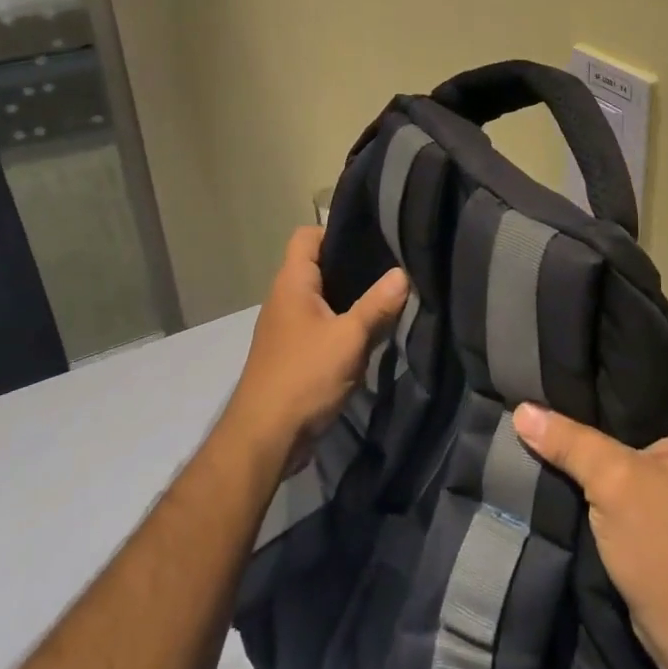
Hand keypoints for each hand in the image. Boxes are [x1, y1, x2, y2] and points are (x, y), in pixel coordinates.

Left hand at [222, 227, 409, 469]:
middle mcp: (285, 299)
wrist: (264, 439)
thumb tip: (403, 274)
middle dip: (354, 265)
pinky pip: (323, 325)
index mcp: (292, 283)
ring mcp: (288, 328)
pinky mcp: (294, 354)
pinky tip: (371, 334)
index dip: (336, 229)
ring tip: (389, 295)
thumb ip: (377, 304)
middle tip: (393, 264)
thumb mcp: (349, 338)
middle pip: (319, 266)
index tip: (374, 236)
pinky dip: (345, 325)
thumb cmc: (304, 376)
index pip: (307, 235)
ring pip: (324, 298)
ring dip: (352, 299)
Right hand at [513, 334, 667, 662]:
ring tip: (596, 385)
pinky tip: (611, 427)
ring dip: (645, 403)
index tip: (612, 332)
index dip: (657, 338)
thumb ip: (569, 439)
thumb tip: (521, 409)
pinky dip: (652, 431)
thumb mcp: (613, 483)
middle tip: (595, 356)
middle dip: (644, 370)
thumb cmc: (667, 546)